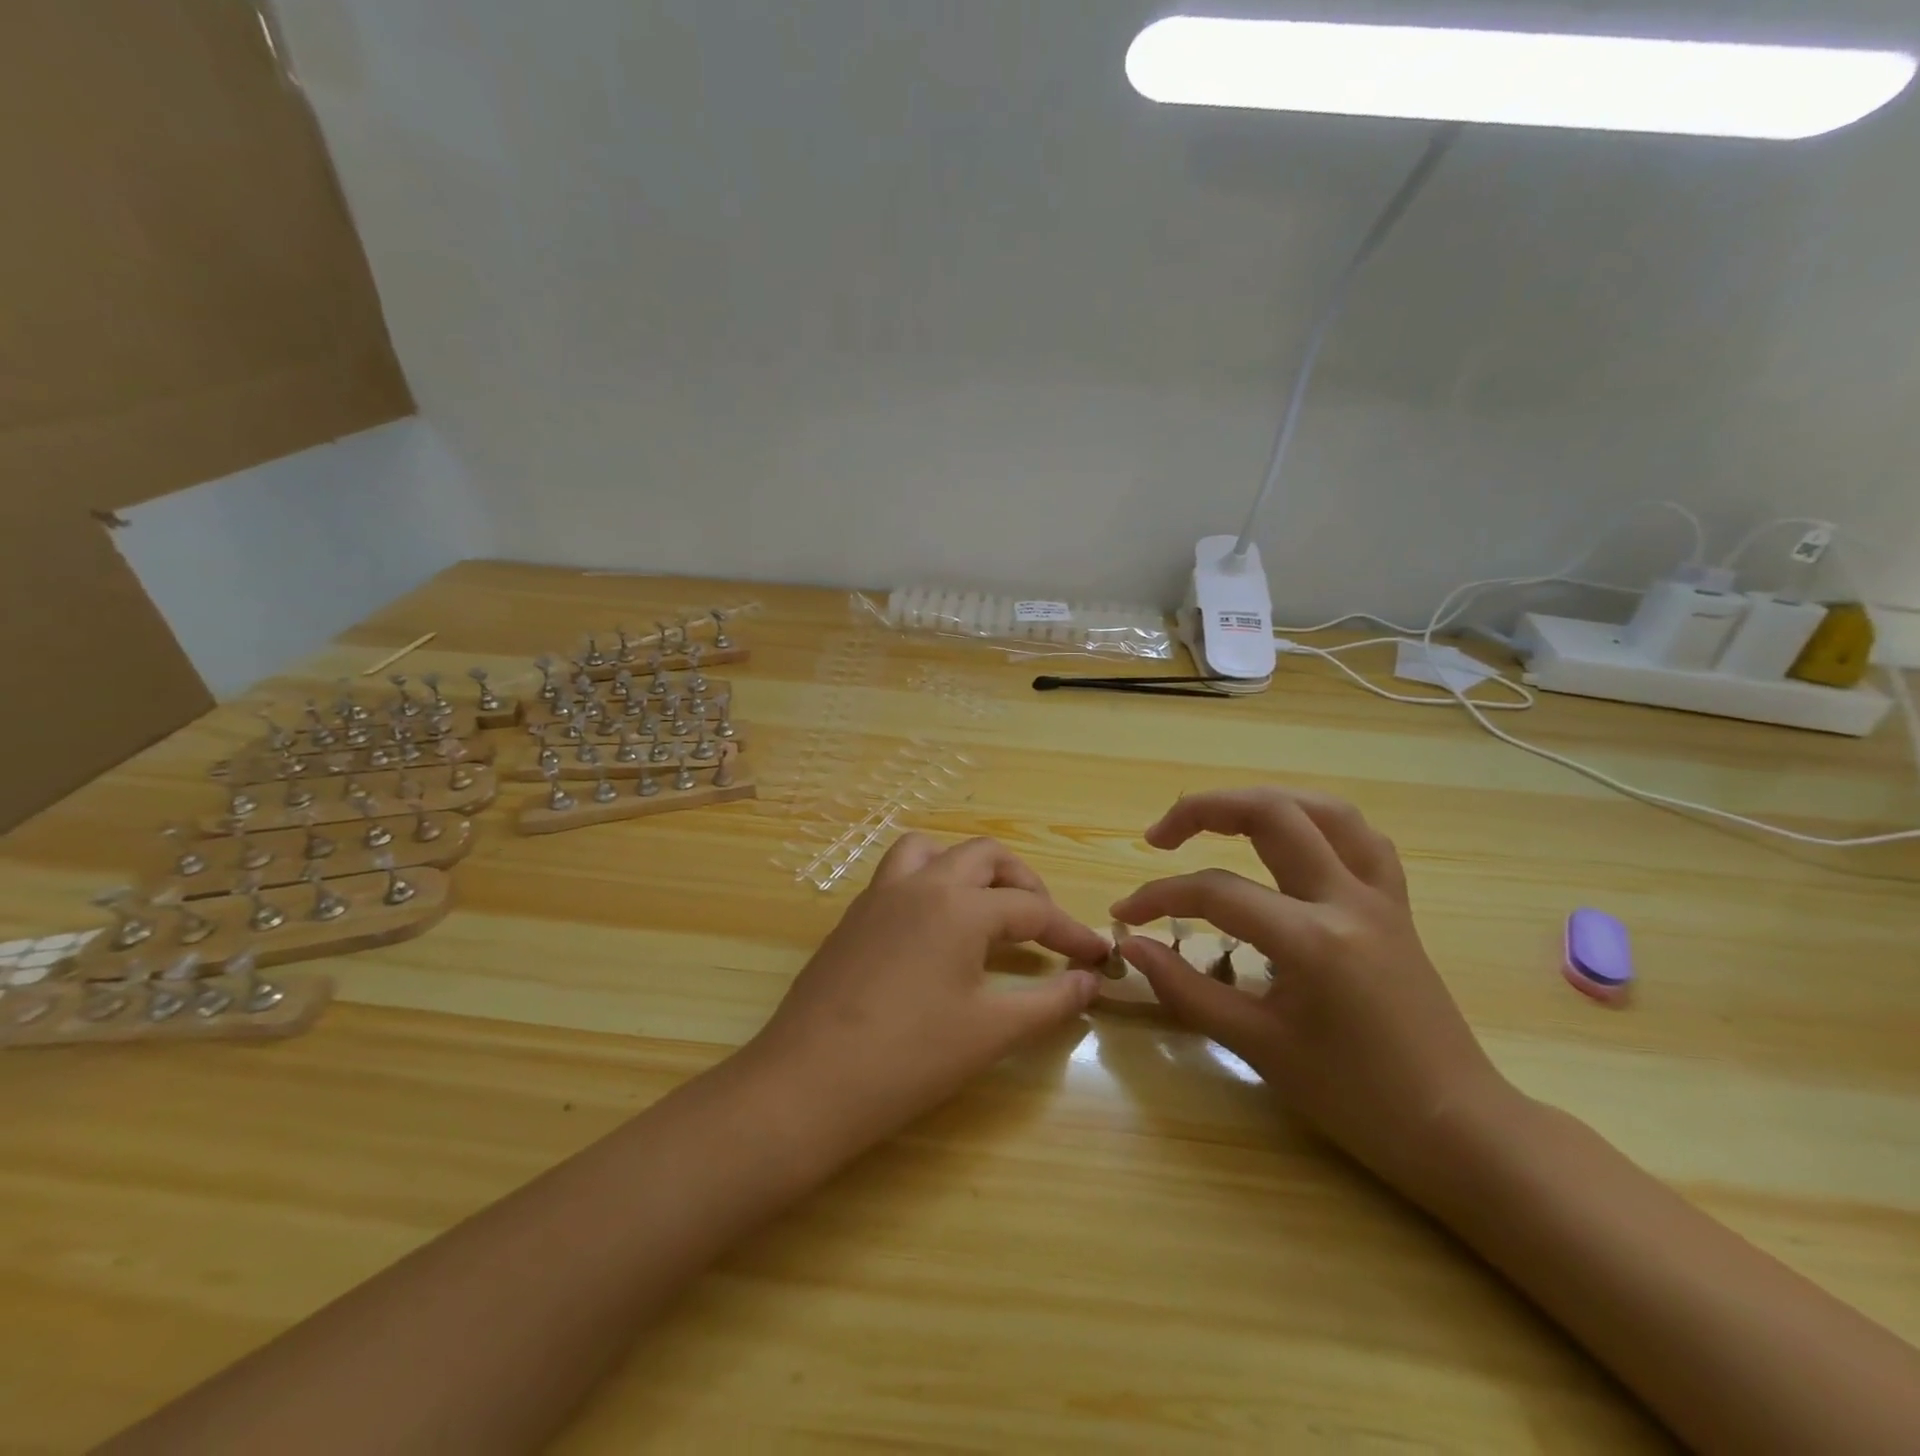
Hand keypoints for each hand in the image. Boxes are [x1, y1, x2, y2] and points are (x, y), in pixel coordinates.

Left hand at [747, 834, 1107, 1154]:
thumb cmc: (909, 1058)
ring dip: (967, 869)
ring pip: (932, 851)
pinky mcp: (853, 917)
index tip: (1097, 956)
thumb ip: (1049, 1002)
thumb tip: (1089, 981)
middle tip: (1042, 925)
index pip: (1031, 908)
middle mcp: (920, 884)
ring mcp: (879, 896)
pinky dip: (929, 884)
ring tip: (985, 911)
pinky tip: (935, 933)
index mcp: (959, 906)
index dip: (1069, 932)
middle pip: (985, 856)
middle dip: (1023, 883)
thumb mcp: (990, 1031)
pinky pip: (899, 876)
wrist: (808, 1082)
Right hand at [1111, 788, 1513, 1199]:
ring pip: (1323, 810)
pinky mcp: (1396, 906)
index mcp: (1312, 940)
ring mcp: (1380, 897)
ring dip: (1263, 801)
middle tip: (1160, 837)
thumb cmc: (1354, 1099)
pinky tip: (1291, 840)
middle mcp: (1348, 900)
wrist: (1455, 1128)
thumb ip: (1187, 990)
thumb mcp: (1258, 1046)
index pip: (1216, 893)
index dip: (1158, 897)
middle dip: (1203, 809)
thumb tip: (1133, 948)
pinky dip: (1317, 823)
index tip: (1125, 916)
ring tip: (1220, 819)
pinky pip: (1360, 840)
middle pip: (1271, 813)